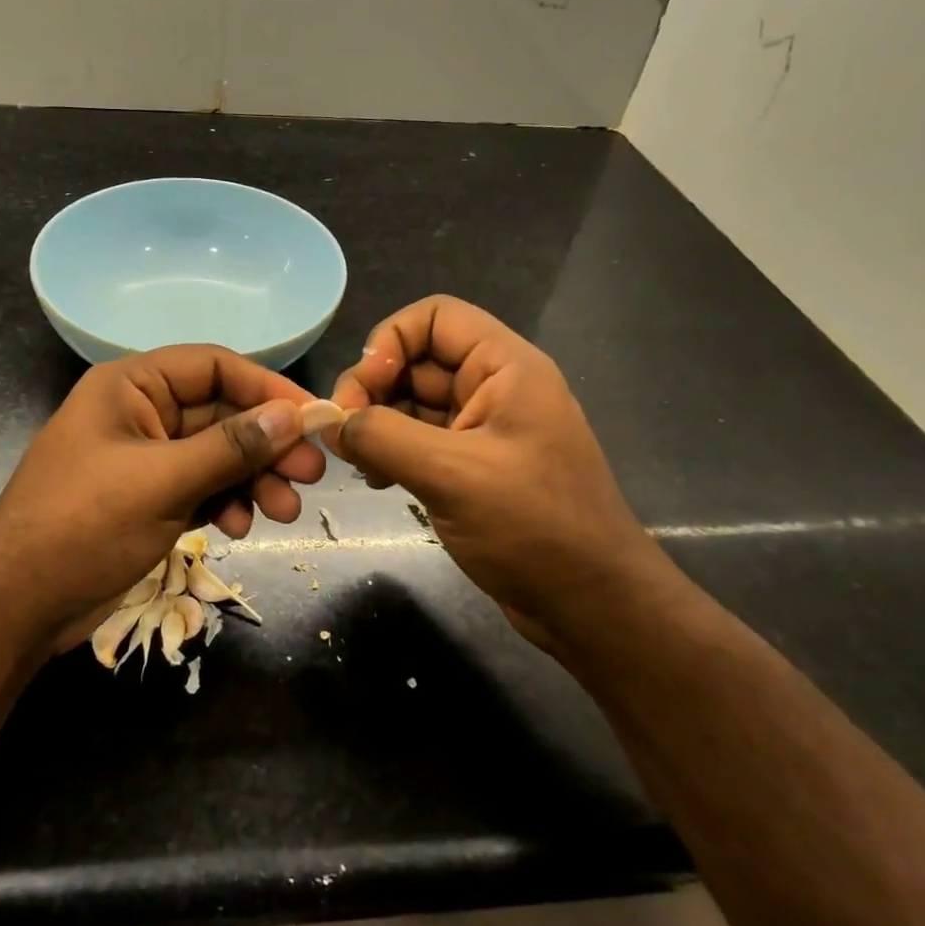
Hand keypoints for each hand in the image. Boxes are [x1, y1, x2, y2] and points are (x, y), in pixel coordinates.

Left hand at [0, 346, 327, 645]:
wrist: (15, 607)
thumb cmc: (83, 526)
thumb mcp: (162, 482)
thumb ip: (230, 447)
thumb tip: (293, 415)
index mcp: (132, 386)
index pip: (214, 366)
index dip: (266, 387)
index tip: (311, 417)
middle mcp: (141, 413)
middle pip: (221, 413)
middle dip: (265, 444)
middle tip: (311, 474)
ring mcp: (145, 458)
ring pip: (216, 454)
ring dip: (253, 479)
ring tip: (284, 511)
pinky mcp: (148, 498)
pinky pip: (201, 486)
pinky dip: (224, 502)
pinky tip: (239, 527)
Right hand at [327, 296, 656, 643]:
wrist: (593, 607)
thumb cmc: (534, 529)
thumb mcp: (452, 475)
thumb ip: (384, 437)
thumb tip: (331, 422)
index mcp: (505, 367)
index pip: (434, 317)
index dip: (389, 342)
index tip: (361, 393)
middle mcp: (494, 387)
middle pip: (417, 359)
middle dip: (373, 389)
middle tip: (343, 435)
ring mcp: (484, 428)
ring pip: (413, 401)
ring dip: (377, 424)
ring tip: (357, 462)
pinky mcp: (473, 466)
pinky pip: (420, 439)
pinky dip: (391, 451)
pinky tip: (376, 480)